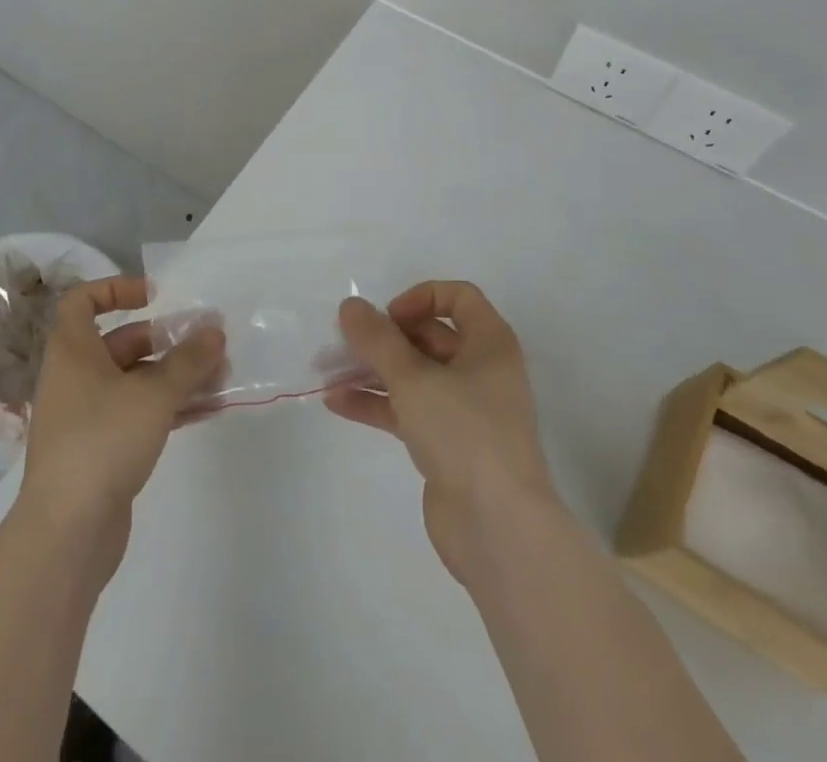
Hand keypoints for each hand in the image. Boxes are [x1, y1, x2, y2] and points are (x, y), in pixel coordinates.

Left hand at [15, 275, 225, 584]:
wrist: (66, 534)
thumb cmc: (102, 442)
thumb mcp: (153, 394)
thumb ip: (188, 360)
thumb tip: (215, 331)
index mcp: (73, 351)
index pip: (82, 301)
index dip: (116, 290)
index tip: (155, 296)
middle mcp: (76, 377)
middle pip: (122, 342)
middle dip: (167, 340)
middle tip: (207, 343)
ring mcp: (88, 416)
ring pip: (136, 381)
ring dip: (177, 376)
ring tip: (222, 376)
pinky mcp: (103, 451)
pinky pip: (140, 414)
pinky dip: (171, 407)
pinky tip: (210, 409)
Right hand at [327, 282, 560, 583]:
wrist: (498, 529)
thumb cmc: (464, 433)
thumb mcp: (414, 378)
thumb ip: (377, 339)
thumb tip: (350, 306)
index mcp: (490, 344)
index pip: (458, 298)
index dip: (420, 298)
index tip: (388, 317)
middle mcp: (481, 371)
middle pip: (428, 336)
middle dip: (384, 338)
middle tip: (344, 343)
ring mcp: (465, 410)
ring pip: (413, 375)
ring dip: (372, 370)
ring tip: (328, 371)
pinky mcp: (447, 445)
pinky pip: (407, 410)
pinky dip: (376, 403)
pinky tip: (336, 403)